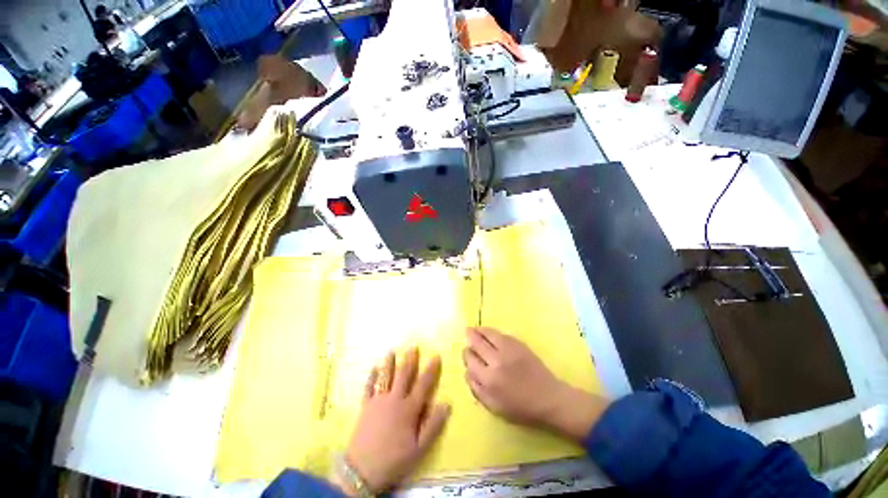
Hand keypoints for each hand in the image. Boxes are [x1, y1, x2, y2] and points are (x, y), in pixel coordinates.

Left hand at [339, 348, 450, 494]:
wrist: (362, 471)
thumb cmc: (394, 460)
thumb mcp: (419, 448)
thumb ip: (434, 425)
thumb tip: (446, 403)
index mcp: (409, 409)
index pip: (423, 384)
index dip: (431, 370)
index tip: (436, 356)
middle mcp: (394, 399)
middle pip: (403, 375)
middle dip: (409, 360)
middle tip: (413, 346)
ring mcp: (378, 401)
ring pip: (385, 377)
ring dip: (389, 363)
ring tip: (391, 351)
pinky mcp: (365, 407)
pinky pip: (368, 388)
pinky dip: (371, 377)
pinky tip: (373, 368)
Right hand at [463, 327, 608, 441]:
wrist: (548, 398)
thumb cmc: (521, 407)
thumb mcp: (494, 406)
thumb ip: (476, 389)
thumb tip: (467, 371)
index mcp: (488, 379)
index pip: (469, 360)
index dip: (466, 355)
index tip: (467, 354)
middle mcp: (495, 361)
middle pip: (476, 344)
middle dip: (469, 339)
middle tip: (467, 335)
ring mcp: (507, 349)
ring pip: (486, 334)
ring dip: (477, 331)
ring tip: (473, 329)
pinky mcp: (517, 343)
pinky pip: (498, 333)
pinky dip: (489, 331)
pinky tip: (486, 331)